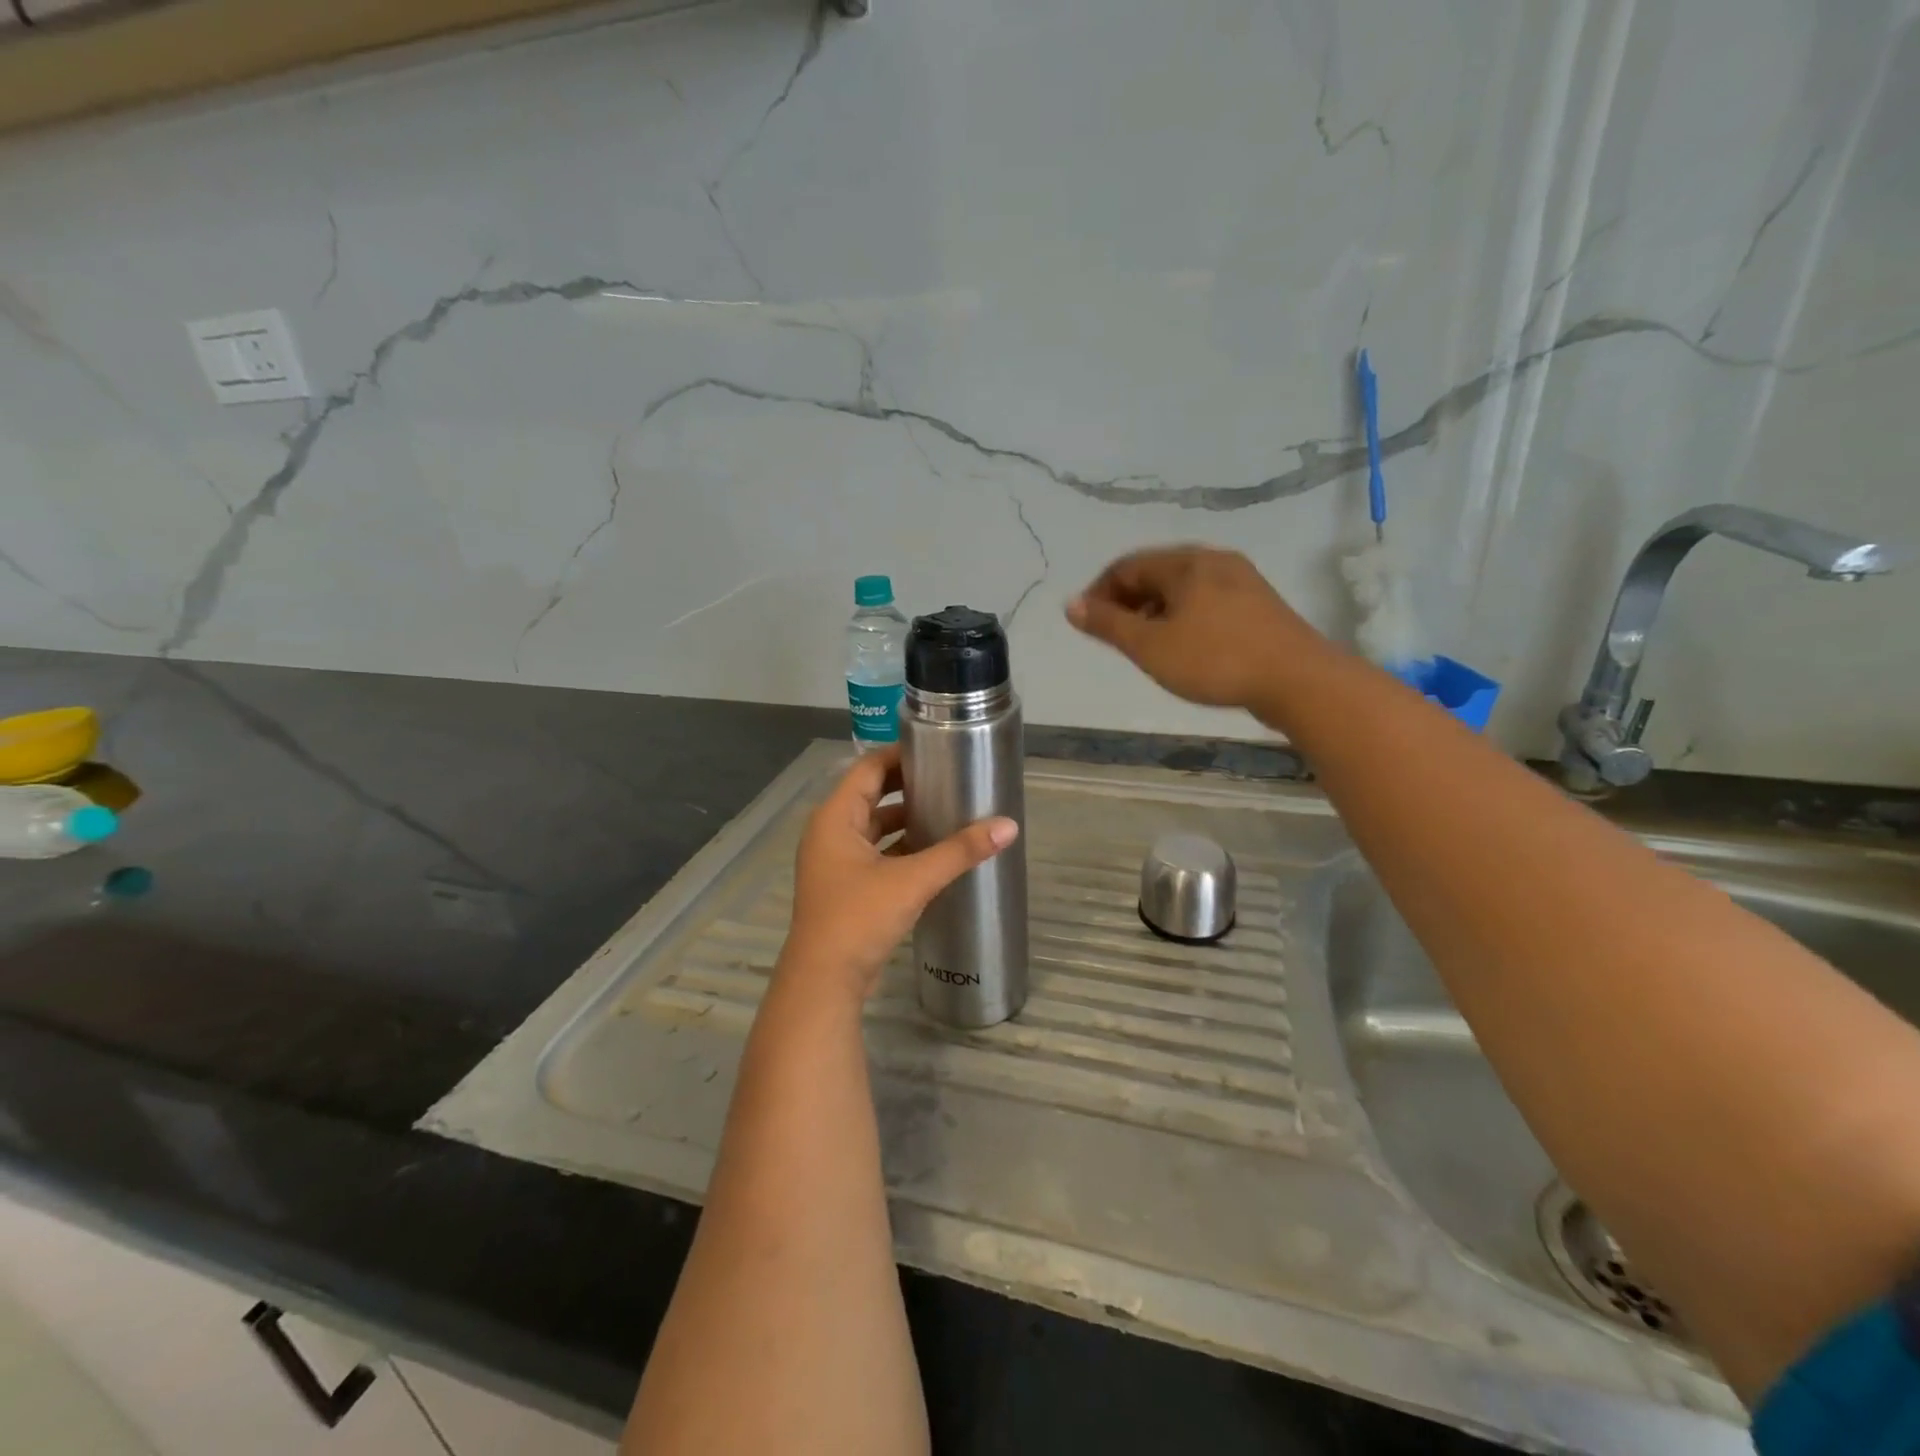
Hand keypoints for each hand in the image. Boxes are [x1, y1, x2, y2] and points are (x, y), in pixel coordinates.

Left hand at [780, 744, 1018, 1005]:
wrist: (823, 982)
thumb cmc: (859, 918)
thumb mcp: (912, 880)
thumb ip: (959, 851)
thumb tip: (1008, 826)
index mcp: (835, 818)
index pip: (868, 768)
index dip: (900, 755)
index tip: (936, 747)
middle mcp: (830, 833)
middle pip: (870, 795)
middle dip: (907, 786)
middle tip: (948, 777)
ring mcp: (835, 863)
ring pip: (874, 828)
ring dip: (905, 819)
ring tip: (947, 810)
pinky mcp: (846, 888)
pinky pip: (875, 854)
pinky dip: (900, 847)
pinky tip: (933, 852)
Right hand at [1066, 545, 1329, 713]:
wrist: (1298, 680)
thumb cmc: (1215, 660)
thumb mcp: (1150, 646)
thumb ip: (1108, 624)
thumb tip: (1071, 604)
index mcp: (1185, 563)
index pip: (1127, 566)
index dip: (1099, 592)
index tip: (1086, 624)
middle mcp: (1213, 560)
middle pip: (1156, 573)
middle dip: (1127, 602)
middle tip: (1112, 637)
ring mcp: (1241, 580)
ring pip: (1182, 588)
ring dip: (1154, 611)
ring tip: (1144, 645)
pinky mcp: (1258, 604)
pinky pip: (1206, 601)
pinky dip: (1182, 617)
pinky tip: (1182, 646)